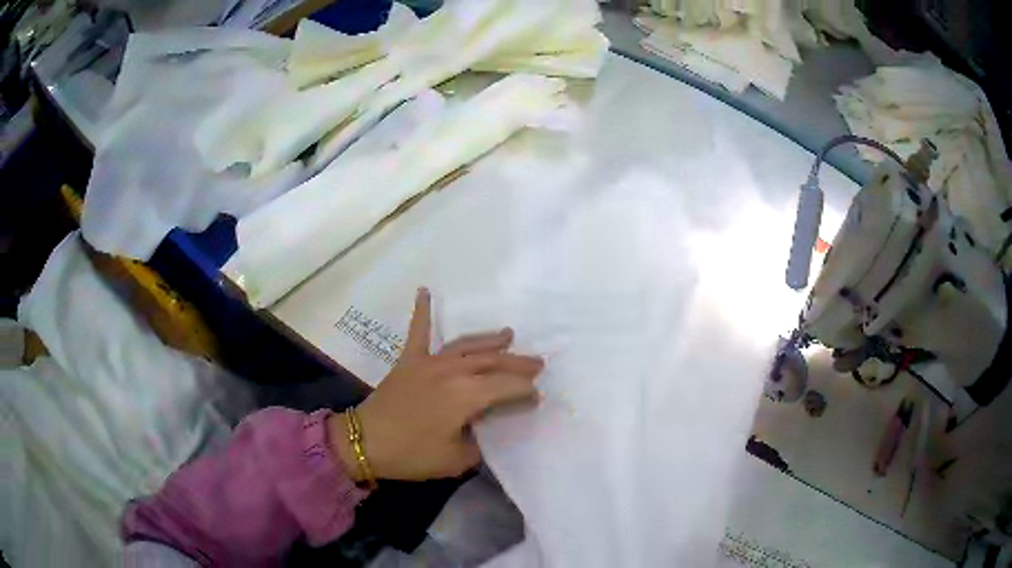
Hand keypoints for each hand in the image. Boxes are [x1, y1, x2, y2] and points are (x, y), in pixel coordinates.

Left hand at [329, 288, 542, 481]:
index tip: (537, 397)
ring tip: (508, 335)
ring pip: (467, 345)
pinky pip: (418, 332)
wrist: (364, 442)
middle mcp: (451, 372)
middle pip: (492, 362)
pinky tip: (425, 290)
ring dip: (490, 341)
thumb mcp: (455, 460)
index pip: (506, 387)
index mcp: (466, 396)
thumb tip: (485, 429)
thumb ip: (478, 443)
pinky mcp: (409, 361)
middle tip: (537, 364)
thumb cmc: (411, 454)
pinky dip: (422, 310)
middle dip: (517, 363)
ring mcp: (428, 362)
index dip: (525, 391)